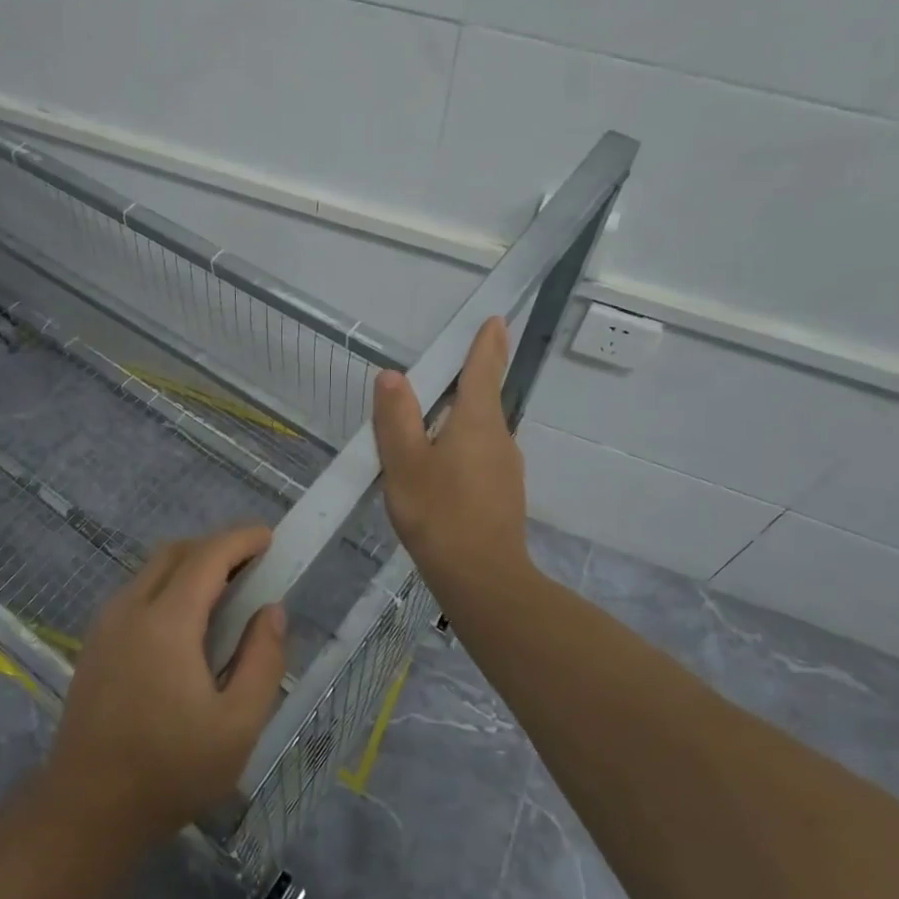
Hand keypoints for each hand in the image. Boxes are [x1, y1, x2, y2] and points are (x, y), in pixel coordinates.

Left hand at [41, 525, 287, 842]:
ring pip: (152, 570)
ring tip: (225, 592)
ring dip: (191, 565)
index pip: (207, 556)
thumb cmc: (170, 770)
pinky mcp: (94, 643)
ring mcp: (106, 625)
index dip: (241, 539)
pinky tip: (187, 624)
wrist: (86, 810)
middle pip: (176, 552)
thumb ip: (263, 661)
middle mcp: (130, 609)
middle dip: (216, 546)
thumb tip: (271, 611)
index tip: (269, 537)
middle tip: (252, 566)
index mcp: (166, 622)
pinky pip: (136, 592)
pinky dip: (168, 586)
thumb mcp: (238, 725)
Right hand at [373, 316, 532, 601]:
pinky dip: (461, 448)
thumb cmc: (439, 514)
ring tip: (427, 426)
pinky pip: (480, 456)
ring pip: (480, 431)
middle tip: (441, 373)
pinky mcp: (503, 493)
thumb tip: (392, 375)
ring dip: (460, 419)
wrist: (482, 578)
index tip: (496, 320)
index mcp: (478, 422)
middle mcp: (500, 438)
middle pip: (483, 398)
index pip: (483, 369)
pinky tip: (438, 470)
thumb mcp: (405, 463)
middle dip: (467, 381)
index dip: (487, 343)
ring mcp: (506, 468)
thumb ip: (397, 417)